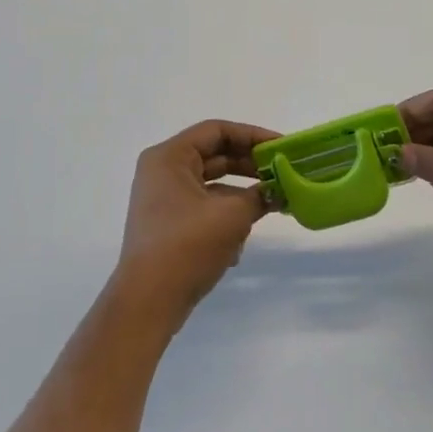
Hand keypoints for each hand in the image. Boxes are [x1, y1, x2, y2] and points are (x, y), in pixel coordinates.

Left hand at [112, 119, 277, 326]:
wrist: (149, 301)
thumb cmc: (187, 246)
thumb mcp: (232, 215)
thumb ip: (260, 195)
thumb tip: (278, 191)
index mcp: (169, 157)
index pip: (217, 131)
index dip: (253, 136)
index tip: (282, 148)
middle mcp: (162, 171)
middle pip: (214, 156)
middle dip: (250, 166)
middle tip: (283, 173)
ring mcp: (163, 199)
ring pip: (212, 185)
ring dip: (242, 194)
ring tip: (272, 204)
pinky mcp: (169, 224)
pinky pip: (204, 207)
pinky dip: (226, 216)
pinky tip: (241, 241)